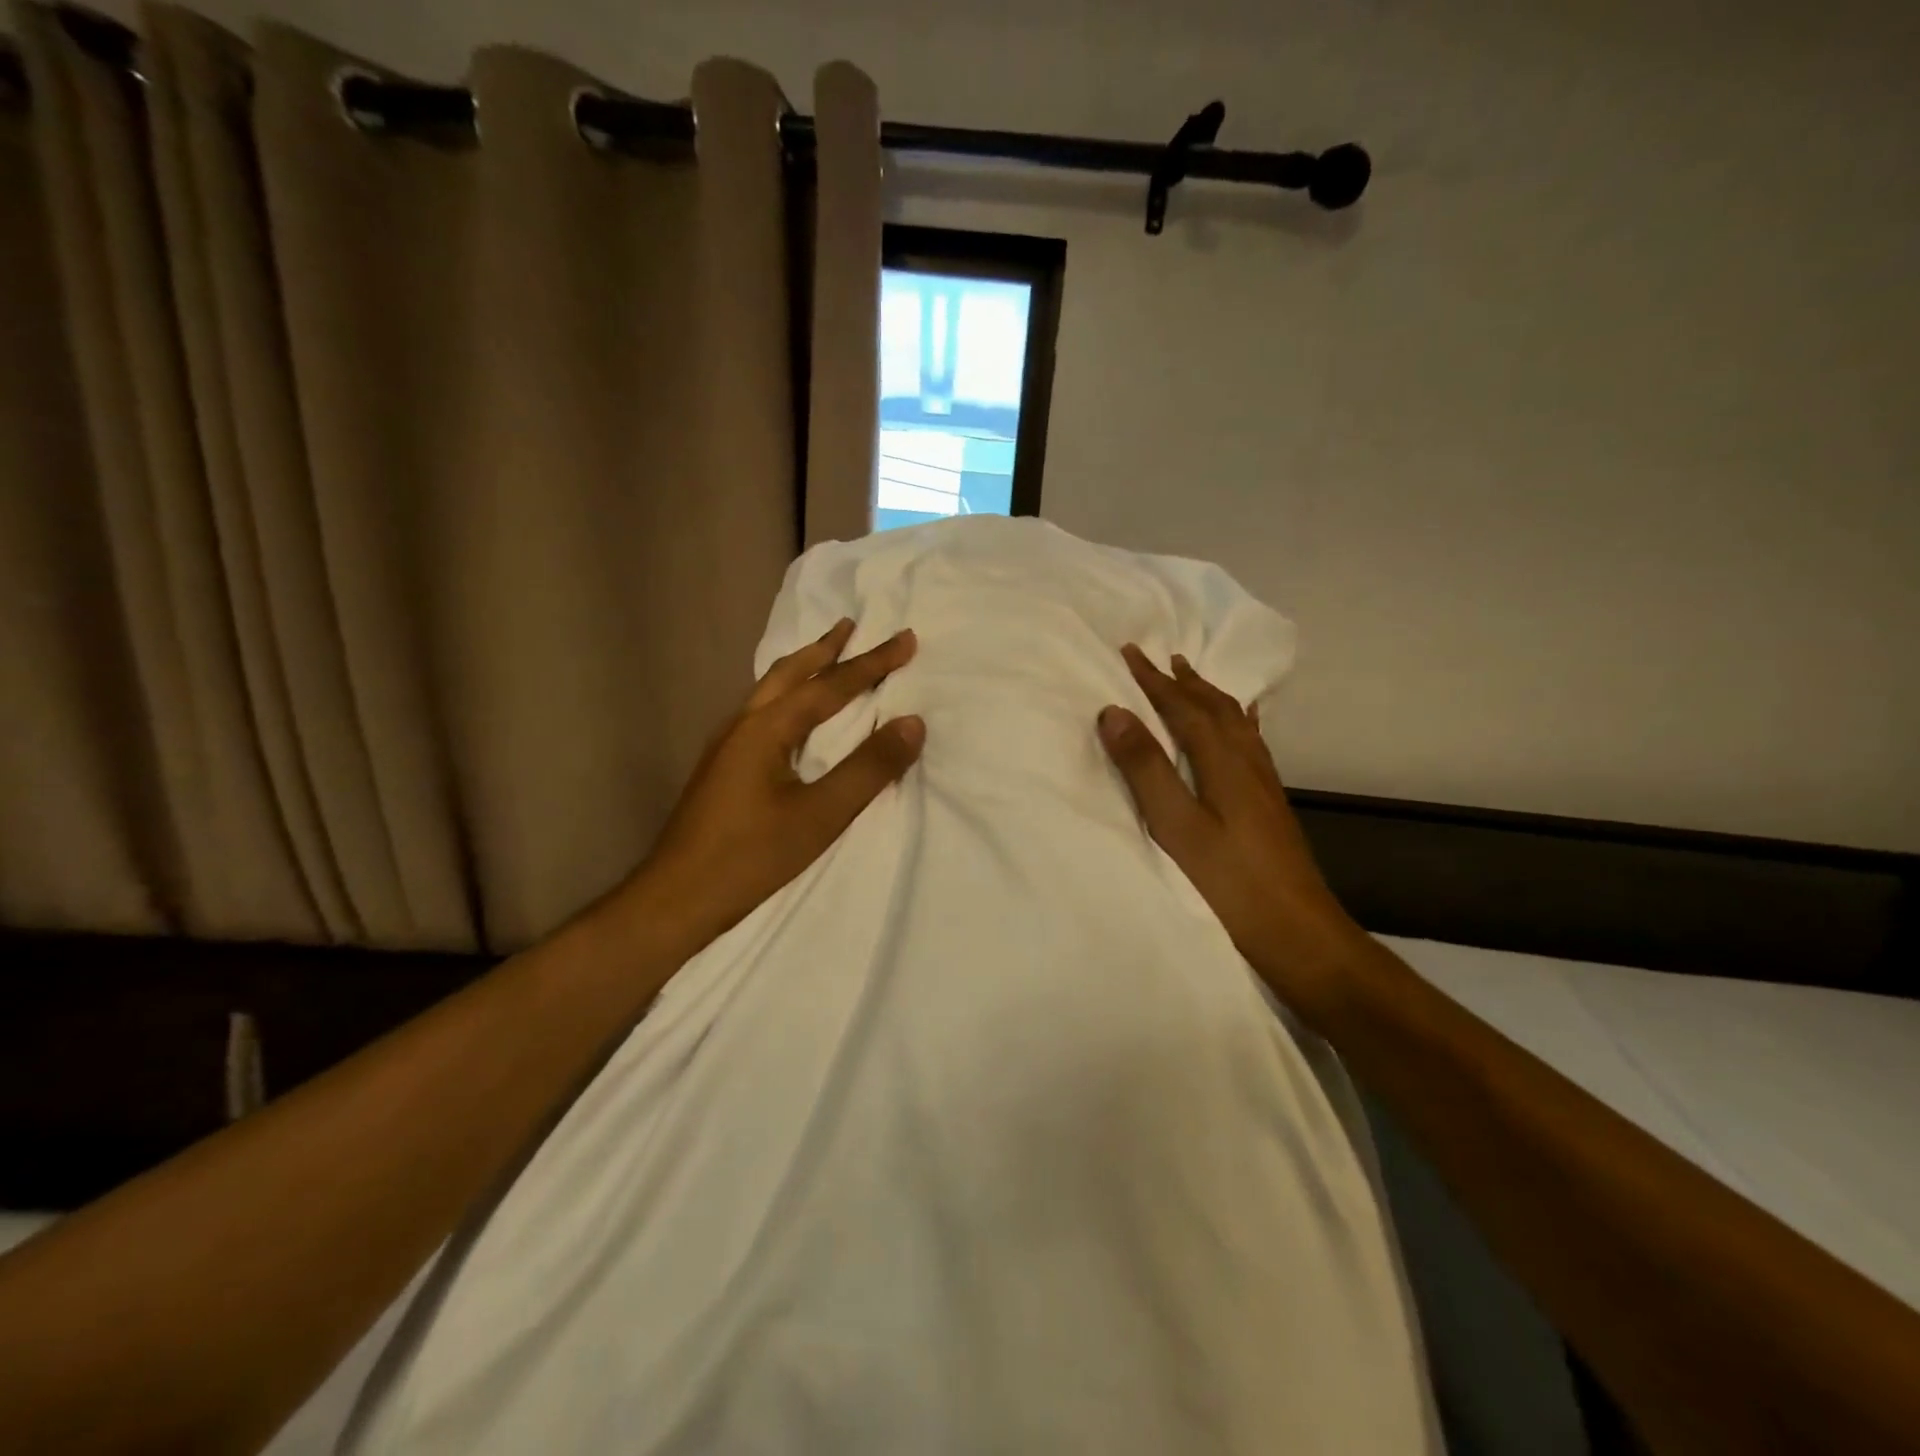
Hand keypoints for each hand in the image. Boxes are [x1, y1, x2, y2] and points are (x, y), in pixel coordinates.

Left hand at [622, 619, 922, 952]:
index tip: (905, 638)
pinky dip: (787, 696)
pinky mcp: (722, 769)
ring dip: (803, 669)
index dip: (872, 663)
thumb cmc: (751, 856)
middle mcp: (742, 725)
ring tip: (826, 657)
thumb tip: (912, 723)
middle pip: (789, 673)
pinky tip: (792, 716)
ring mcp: (726, 746)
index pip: (830, 686)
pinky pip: (762, 713)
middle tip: (852, 626)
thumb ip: (868, 768)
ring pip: (769, 691)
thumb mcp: (820, 815)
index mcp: (766, 729)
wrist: (676, 899)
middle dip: (824, 648)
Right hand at [1096, 644, 1366, 1011]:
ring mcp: (1264, 784)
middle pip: (1215, 708)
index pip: (1184, 708)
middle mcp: (1248, 763)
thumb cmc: (1231, 883)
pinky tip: (1241, 730)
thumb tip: (1114, 712)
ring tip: (1195, 681)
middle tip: (1163, 657)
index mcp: (1223, 763)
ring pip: (1236, 723)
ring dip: (1211, 696)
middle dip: (1185, 681)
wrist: (1299, 932)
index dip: (1155, 680)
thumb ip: (1146, 769)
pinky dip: (1237, 723)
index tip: (1130, 651)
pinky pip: (1250, 743)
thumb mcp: (1177, 826)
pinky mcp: (1270, 804)